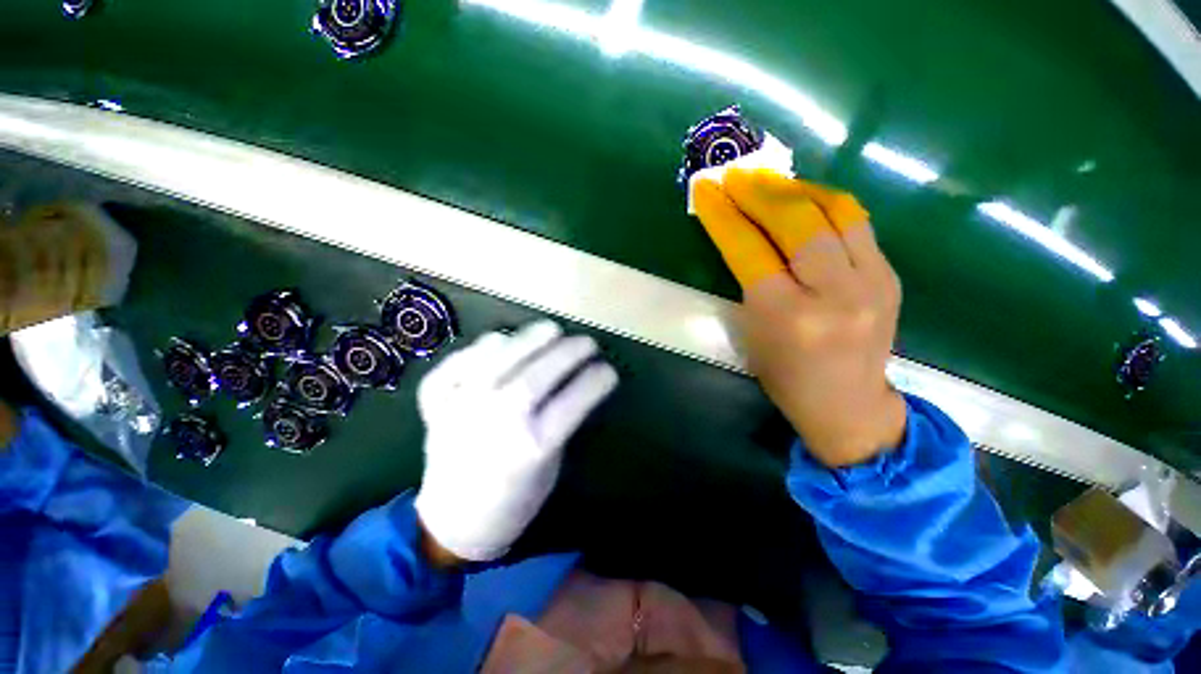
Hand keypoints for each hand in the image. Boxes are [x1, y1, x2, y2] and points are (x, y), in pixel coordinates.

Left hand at [414, 320, 618, 562]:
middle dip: (569, 353)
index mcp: (530, 449)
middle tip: (587, 342)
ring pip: (498, 362)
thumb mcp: (550, 466)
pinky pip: (454, 367)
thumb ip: (560, 422)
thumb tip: (573, 381)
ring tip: (551, 330)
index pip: (572, 403)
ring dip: (530, 339)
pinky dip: (477, 349)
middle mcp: (496, 424)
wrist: (452, 524)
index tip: (609, 370)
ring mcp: (461, 410)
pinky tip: (499, 342)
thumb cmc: (513, 501)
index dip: (595, 381)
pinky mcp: (436, 406)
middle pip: (537, 376)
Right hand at [693, 168, 905, 466]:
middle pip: (795, 222)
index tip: (707, 192)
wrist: (848, 404)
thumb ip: (748, 281)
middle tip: (735, 177)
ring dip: (794, 189)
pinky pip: (856, 222)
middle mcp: (833, 295)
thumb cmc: (785, 376)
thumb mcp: (752, 332)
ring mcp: (872, 282)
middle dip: (758, 193)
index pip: (749, 251)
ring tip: (768, 183)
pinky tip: (803, 201)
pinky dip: (824, 203)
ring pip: (834, 211)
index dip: (724, 217)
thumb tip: (740, 234)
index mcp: (786, 318)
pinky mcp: (891, 275)